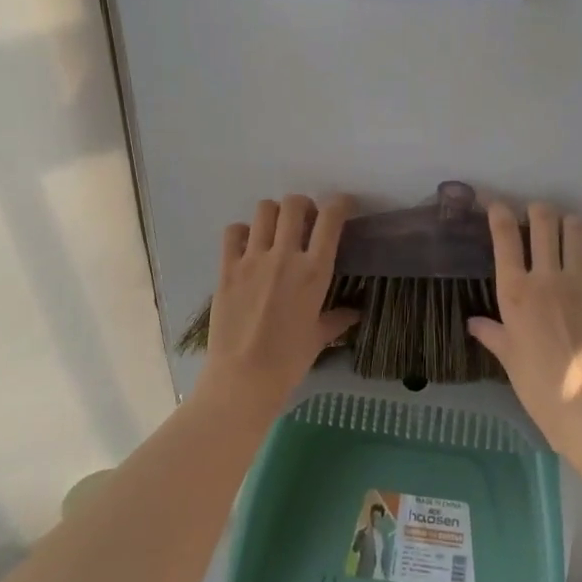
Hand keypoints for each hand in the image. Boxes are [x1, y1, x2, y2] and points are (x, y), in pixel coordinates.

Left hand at [201, 194, 359, 404]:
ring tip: (275, 230)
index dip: (340, 204)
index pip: (331, 219)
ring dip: (273, 214)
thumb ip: (337, 319)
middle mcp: (285, 257)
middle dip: (303, 205)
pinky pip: (233, 232)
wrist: (243, 378)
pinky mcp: (227, 268)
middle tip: (304, 220)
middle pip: (294, 204)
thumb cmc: (289, 361)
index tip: (342, 206)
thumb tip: (354, 313)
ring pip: (263, 210)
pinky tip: (247, 246)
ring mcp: (253, 260)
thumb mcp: (319, 338)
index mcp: (315, 272)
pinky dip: (242, 232)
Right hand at [467, 201, 581, 436]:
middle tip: (535, 215)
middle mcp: (546, 277)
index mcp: (515, 291)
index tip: (496, 205)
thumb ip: (491, 333)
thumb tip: (474, 323)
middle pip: (543, 221)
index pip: (504, 236)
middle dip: (537, 210)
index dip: (498, 212)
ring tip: (567, 231)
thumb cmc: (536, 384)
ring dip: (570, 224)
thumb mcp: (507, 356)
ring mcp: (580, 282)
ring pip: (577, 230)